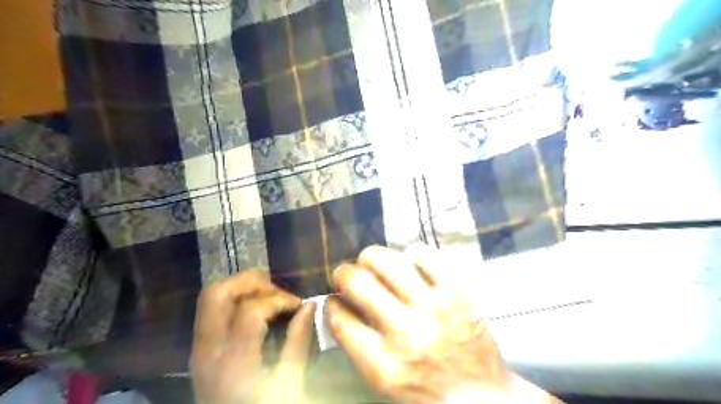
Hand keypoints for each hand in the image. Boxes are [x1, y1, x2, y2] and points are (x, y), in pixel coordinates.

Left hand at [191, 269, 316, 403]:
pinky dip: (233, 298)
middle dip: (251, 281)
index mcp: (234, 360)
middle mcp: (209, 349)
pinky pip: (210, 309)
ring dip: (240, 286)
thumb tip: (310, 305)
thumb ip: (298, 340)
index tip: (299, 305)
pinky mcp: (199, 349)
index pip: (252, 309)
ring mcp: (198, 348)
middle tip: (278, 289)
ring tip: (267, 294)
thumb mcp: (289, 382)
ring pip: (210, 296)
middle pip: (218, 293)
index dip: (280, 299)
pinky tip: (254, 307)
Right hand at [327, 246, 562, 403]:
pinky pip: (424, 255)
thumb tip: (340, 304)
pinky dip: (411, 254)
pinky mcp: (457, 291)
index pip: (340, 319)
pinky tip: (410, 264)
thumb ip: (357, 345)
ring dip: (371, 257)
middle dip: (343, 273)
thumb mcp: (383, 382)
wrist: (481, 394)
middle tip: (346, 274)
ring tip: (372, 263)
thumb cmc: (426, 389)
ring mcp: (434, 308)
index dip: (331, 303)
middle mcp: (406, 333)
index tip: (334, 299)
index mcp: (383, 365)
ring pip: (387, 261)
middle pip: (358, 283)